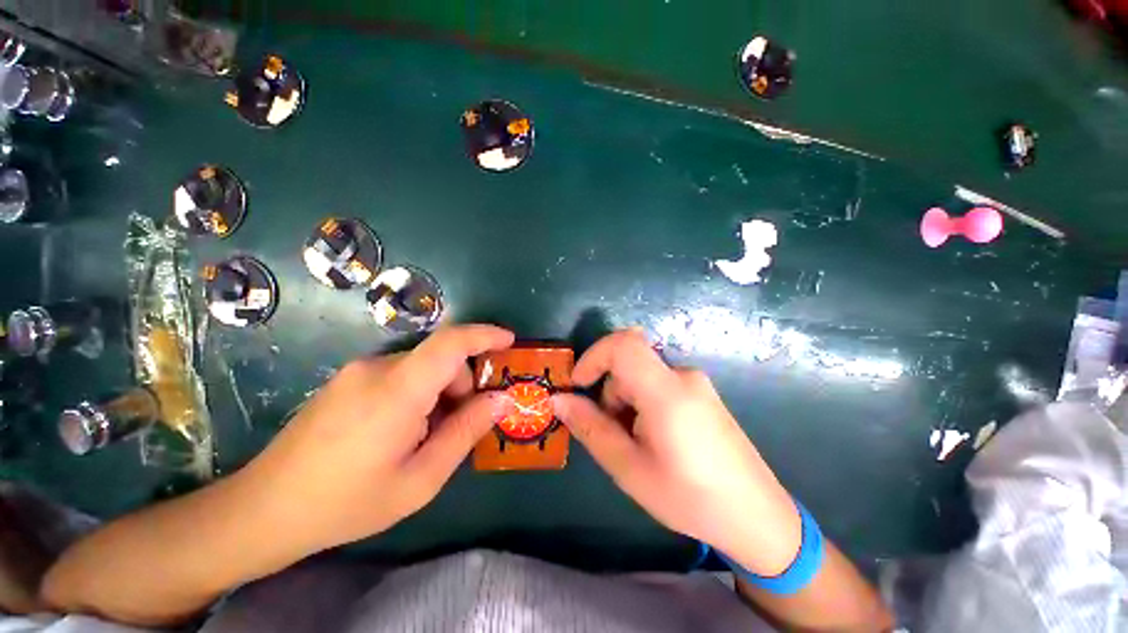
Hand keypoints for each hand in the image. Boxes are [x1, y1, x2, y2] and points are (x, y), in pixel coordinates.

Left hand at [246, 324, 514, 552]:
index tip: (510, 341)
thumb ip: (466, 432)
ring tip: (427, 435)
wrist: (263, 510)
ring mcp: (357, 371)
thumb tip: (501, 400)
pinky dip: (419, 392)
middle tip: (461, 424)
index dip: (484, 335)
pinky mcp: (348, 379)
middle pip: (440, 358)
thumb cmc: (347, 502)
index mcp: (396, 391)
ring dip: (440, 391)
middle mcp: (376, 367)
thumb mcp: (420, 479)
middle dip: (463, 384)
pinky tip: (403, 430)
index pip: (450, 342)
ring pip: (422, 366)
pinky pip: (400, 373)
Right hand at [553, 330, 802, 575]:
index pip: (624, 344)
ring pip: (641, 376)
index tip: (578, 386)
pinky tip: (655, 440)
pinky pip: (659, 384)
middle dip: (609, 394)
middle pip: (629, 365)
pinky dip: (643, 403)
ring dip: (626, 402)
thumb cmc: (690, 498)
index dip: (593, 356)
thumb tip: (558, 400)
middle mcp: (683, 376)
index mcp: (667, 392)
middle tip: (613, 435)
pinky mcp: (701, 393)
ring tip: (637, 445)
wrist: (758, 517)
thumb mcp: (629, 469)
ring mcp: (696, 383)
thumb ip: (591, 428)